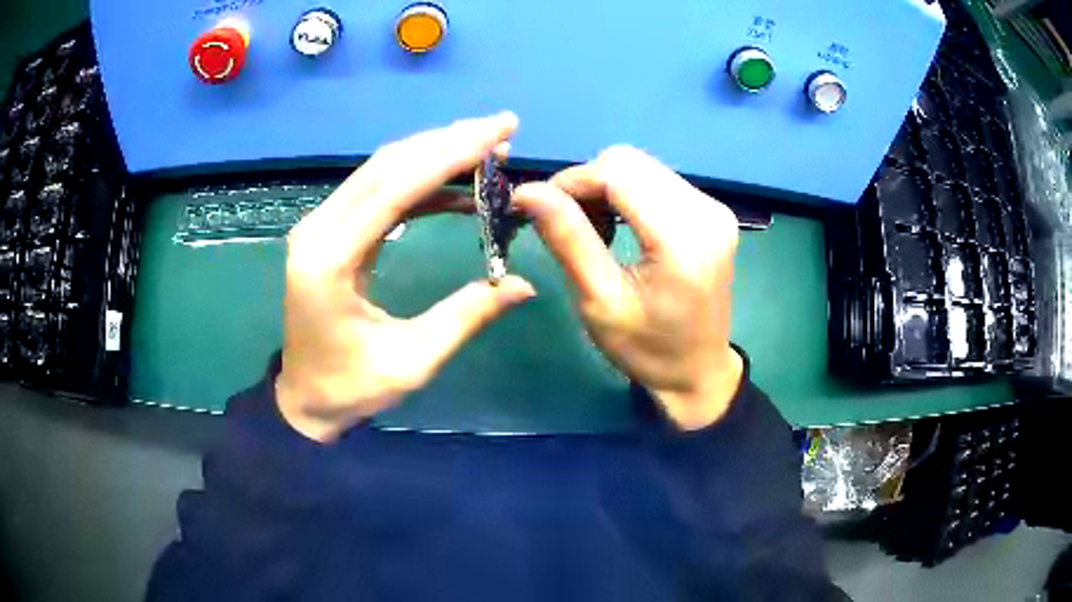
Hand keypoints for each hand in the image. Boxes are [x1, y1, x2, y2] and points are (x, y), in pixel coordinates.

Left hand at [276, 113, 535, 441]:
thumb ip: (466, 317)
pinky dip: (418, 181)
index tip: (498, 131)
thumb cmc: (351, 387)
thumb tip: (523, 285)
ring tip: (487, 149)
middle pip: (388, 165)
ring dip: (435, 154)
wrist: (305, 398)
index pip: (396, 187)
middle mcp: (319, 229)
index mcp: (331, 259)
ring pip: (382, 170)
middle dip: (448, 141)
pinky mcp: (330, 231)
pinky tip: (455, 188)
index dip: (451, 154)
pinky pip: (377, 191)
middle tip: (501, 129)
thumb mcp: (412, 361)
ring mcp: (321, 226)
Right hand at [513, 146, 743, 430]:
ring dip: (605, 188)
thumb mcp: (599, 301)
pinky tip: (619, 226)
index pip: (618, 172)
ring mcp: (714, 208)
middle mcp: (706, 212)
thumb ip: (568, 239)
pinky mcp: (712, 212)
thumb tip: (528, 191)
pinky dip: (627, 194)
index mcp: (683, 239)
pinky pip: (657, 180)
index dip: (571, 181)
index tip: (539, 209)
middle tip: (567, 225)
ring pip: (641, 167)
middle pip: (630, 161)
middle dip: (587, 183)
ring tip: (592, 231)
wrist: (698, 372)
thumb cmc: (647, 349)